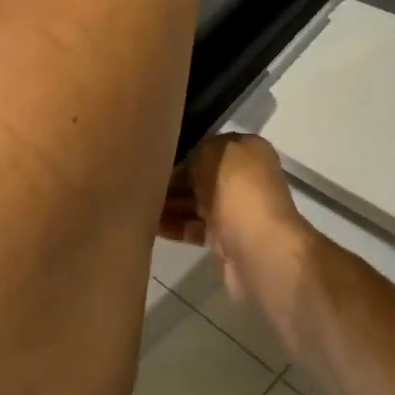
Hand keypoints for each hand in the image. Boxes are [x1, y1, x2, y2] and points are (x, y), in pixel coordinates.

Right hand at [160, 134, 316, 345]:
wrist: (258, 247)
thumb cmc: (237, 190)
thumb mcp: (213, 154)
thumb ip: (197, 151)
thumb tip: (186, 162)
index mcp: (248, 151)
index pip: (211, 146)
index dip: (185, 151)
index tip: (156, 157)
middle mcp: (246, 178)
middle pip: (202, 176)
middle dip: (174, 179)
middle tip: (140, 181)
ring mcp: (237, 210)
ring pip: (197, 202)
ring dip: (170, 203)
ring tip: (136, 203)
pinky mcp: (226, 240)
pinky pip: (196, 228)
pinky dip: (175, 226)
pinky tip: (149, 225)